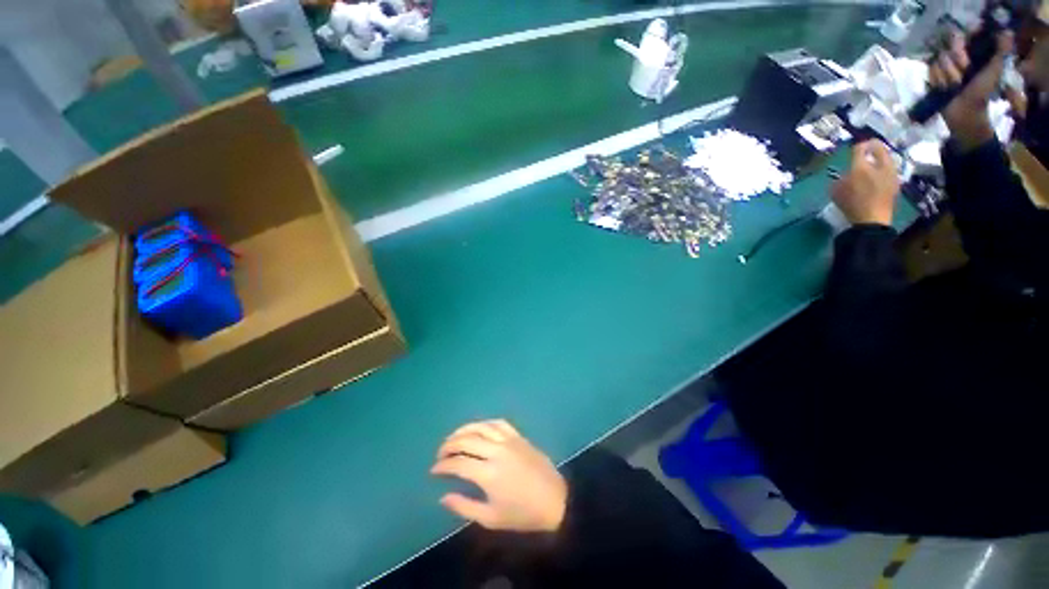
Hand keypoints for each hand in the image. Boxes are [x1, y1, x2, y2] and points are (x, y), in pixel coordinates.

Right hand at [432, 420, 567, 531]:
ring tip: (454, 437)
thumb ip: (464, 507)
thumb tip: (443, 497)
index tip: (434, 470)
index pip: (458, 463)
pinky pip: (499, 423)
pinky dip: (485, 423)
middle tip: (441, 453)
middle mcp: (496, 451)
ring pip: (481, 427)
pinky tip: (478, 428)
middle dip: (449, 445)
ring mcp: (509, 440)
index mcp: (488, 474)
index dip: (443, 465)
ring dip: (464, 430)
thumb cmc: (522, 514)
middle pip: (467, 440)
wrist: (554, 499)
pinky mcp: (518, 436)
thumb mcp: (491, 518)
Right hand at [831, 140, 899, 226]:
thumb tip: (847, 173)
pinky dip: (885, 168)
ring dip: (881, 158)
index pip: (861, 148)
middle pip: (880, 149)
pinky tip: (880, 175)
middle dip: (874, 147)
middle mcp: (879, 166)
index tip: (855, 147)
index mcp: (861, 167)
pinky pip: (891, 169)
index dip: (858, 146)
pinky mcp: (896, 182)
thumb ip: (842, 178)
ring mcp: (891, 173)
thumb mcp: (837, 191)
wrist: (871, 220)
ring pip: (888, 158)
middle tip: (868, 148)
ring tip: (874, 162)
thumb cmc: (850, 205)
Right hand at [929, 31, 1013, 151]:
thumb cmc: (982, 91)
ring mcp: (943, 66)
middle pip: (947, 51)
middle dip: (954, 65)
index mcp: (971, 52)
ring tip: (953, 86)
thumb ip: (1002, 51)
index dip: (961, 47)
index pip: (958, 37)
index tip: (966, 59)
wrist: (965, 112)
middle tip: (961, 79)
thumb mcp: (995, 69)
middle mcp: (957, 56)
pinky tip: (943, 87)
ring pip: (939, 62)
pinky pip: (930, 71)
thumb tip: (1006, 32)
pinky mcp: (933, 76)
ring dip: (946, 75)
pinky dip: (937, 80)